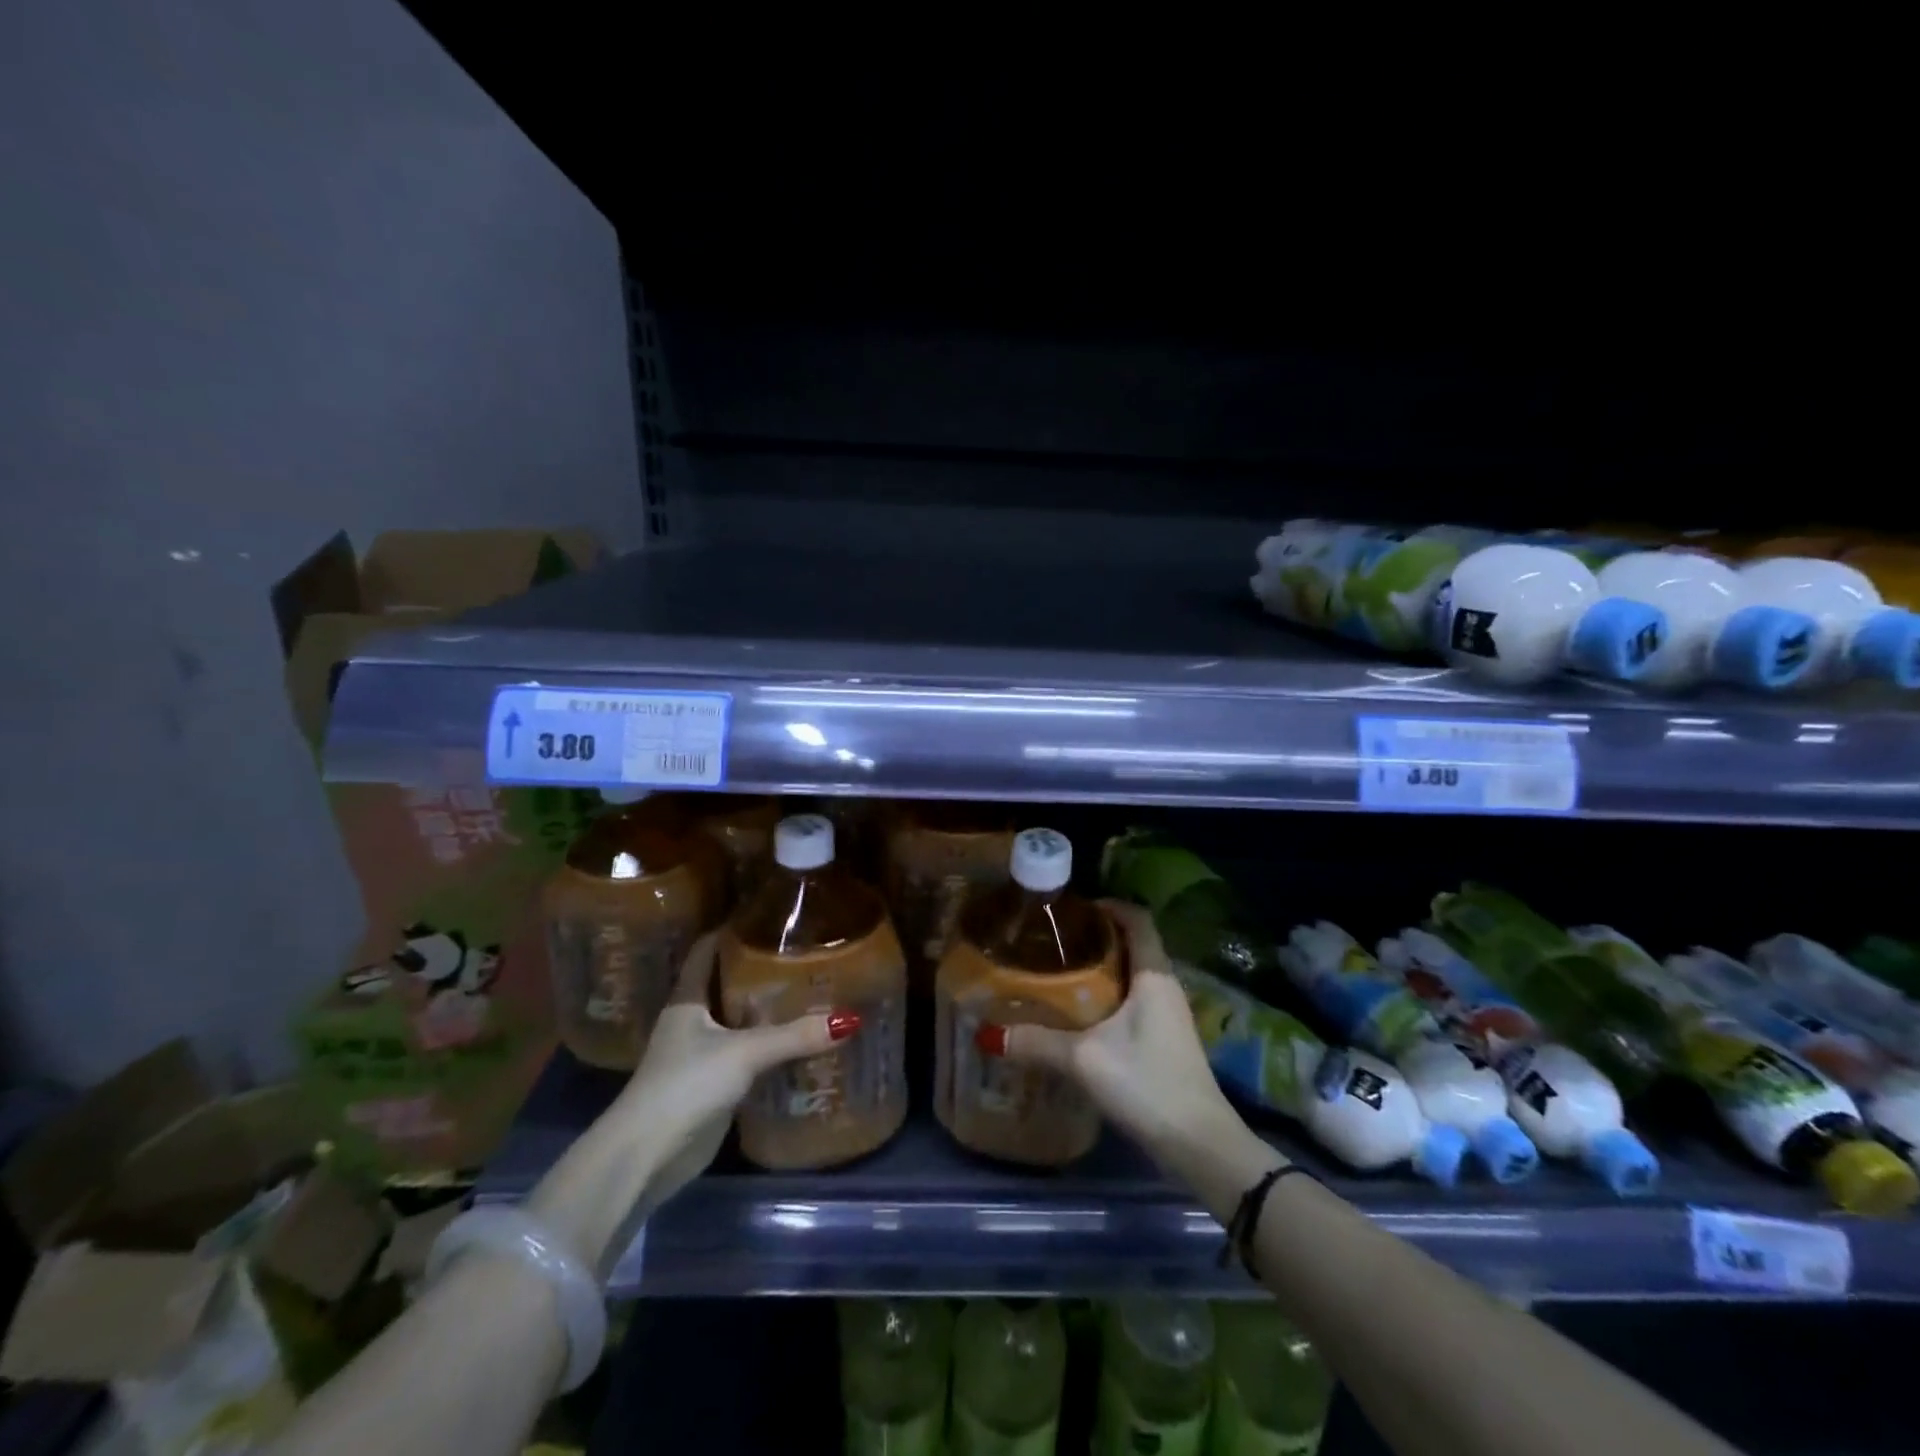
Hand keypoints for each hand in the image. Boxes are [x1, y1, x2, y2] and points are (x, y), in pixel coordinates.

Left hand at [610, 932, 860, 1207]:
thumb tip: (849, 1020)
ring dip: (766, 1009)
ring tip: (809, 989)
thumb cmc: (686, 1085)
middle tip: (802, 951)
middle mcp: (691, 1021)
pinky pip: (745, 1054)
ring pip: (738, 1020)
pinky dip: (768, 1045)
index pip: (706, 950)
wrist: (646, 1157)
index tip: (767, 914)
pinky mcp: (711, 1085)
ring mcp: (699, 1055)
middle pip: (726, 983)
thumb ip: (795, 1036)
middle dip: (759, 968)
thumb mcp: (744, 1053)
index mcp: (687, 999)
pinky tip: (798, 1040)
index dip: (732, 929)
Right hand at [979, 900, 1246, 1169]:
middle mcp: (1165, 987)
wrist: (1199, 1145)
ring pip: (1132, 975)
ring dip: (1101, 969)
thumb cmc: (1147, 1083)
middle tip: (1053, 941)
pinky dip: (1108, 996)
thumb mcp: (1085, 1059)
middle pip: (1132, 944)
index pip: (1137, 918)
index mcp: (1154, 975)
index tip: (1071, 909)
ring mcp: (1169, 1015)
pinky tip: (1079, 1015)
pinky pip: (1134, 1001)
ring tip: (1059, 972)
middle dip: (1095, 937)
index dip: (1108, 905)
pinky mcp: (1165, 1040)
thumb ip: (1037, 1043)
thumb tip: (988, 1033)